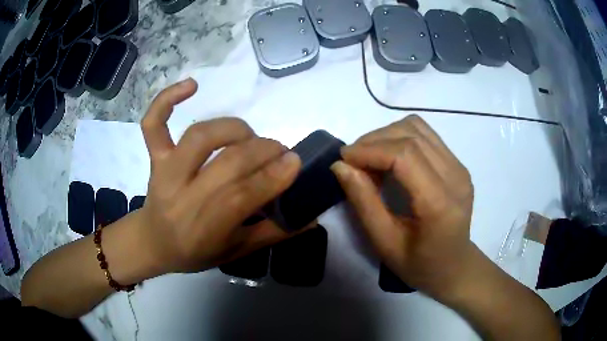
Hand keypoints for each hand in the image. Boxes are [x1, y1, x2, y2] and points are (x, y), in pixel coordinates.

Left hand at [135, 78, 301, 274]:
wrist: (152, 242)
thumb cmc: (195, 252)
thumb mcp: (236, 252)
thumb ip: (273, 233)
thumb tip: (311, 216)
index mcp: (203, 227)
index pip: (243, 195)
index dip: (273, 175)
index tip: (296, 161)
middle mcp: (181, 194)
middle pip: (227, 161)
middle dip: (263, 150)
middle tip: (281, 151)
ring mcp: (165, 171)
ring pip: (200, 136)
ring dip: (234, 129)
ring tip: (250, 137)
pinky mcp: (155, 156)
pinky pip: (154, 124)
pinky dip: (167, 100)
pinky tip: (192, 85)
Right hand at [331, 115, 474, 299]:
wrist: (454, 266)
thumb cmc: (419, 265)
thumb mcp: (385, 243)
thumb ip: (364, 203)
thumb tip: (341, 166)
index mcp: (439, 203)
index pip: (404, 155)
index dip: (370, 150)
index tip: (343, 159)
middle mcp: (455, 176)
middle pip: (410, 135)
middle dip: (374, 141)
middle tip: (352, 161)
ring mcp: (459, 166)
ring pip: (417, 128)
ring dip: (387, 135)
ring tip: (370, 158)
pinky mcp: (458, 163)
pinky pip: (425, 135)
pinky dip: (401, 138)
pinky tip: (390, 158)